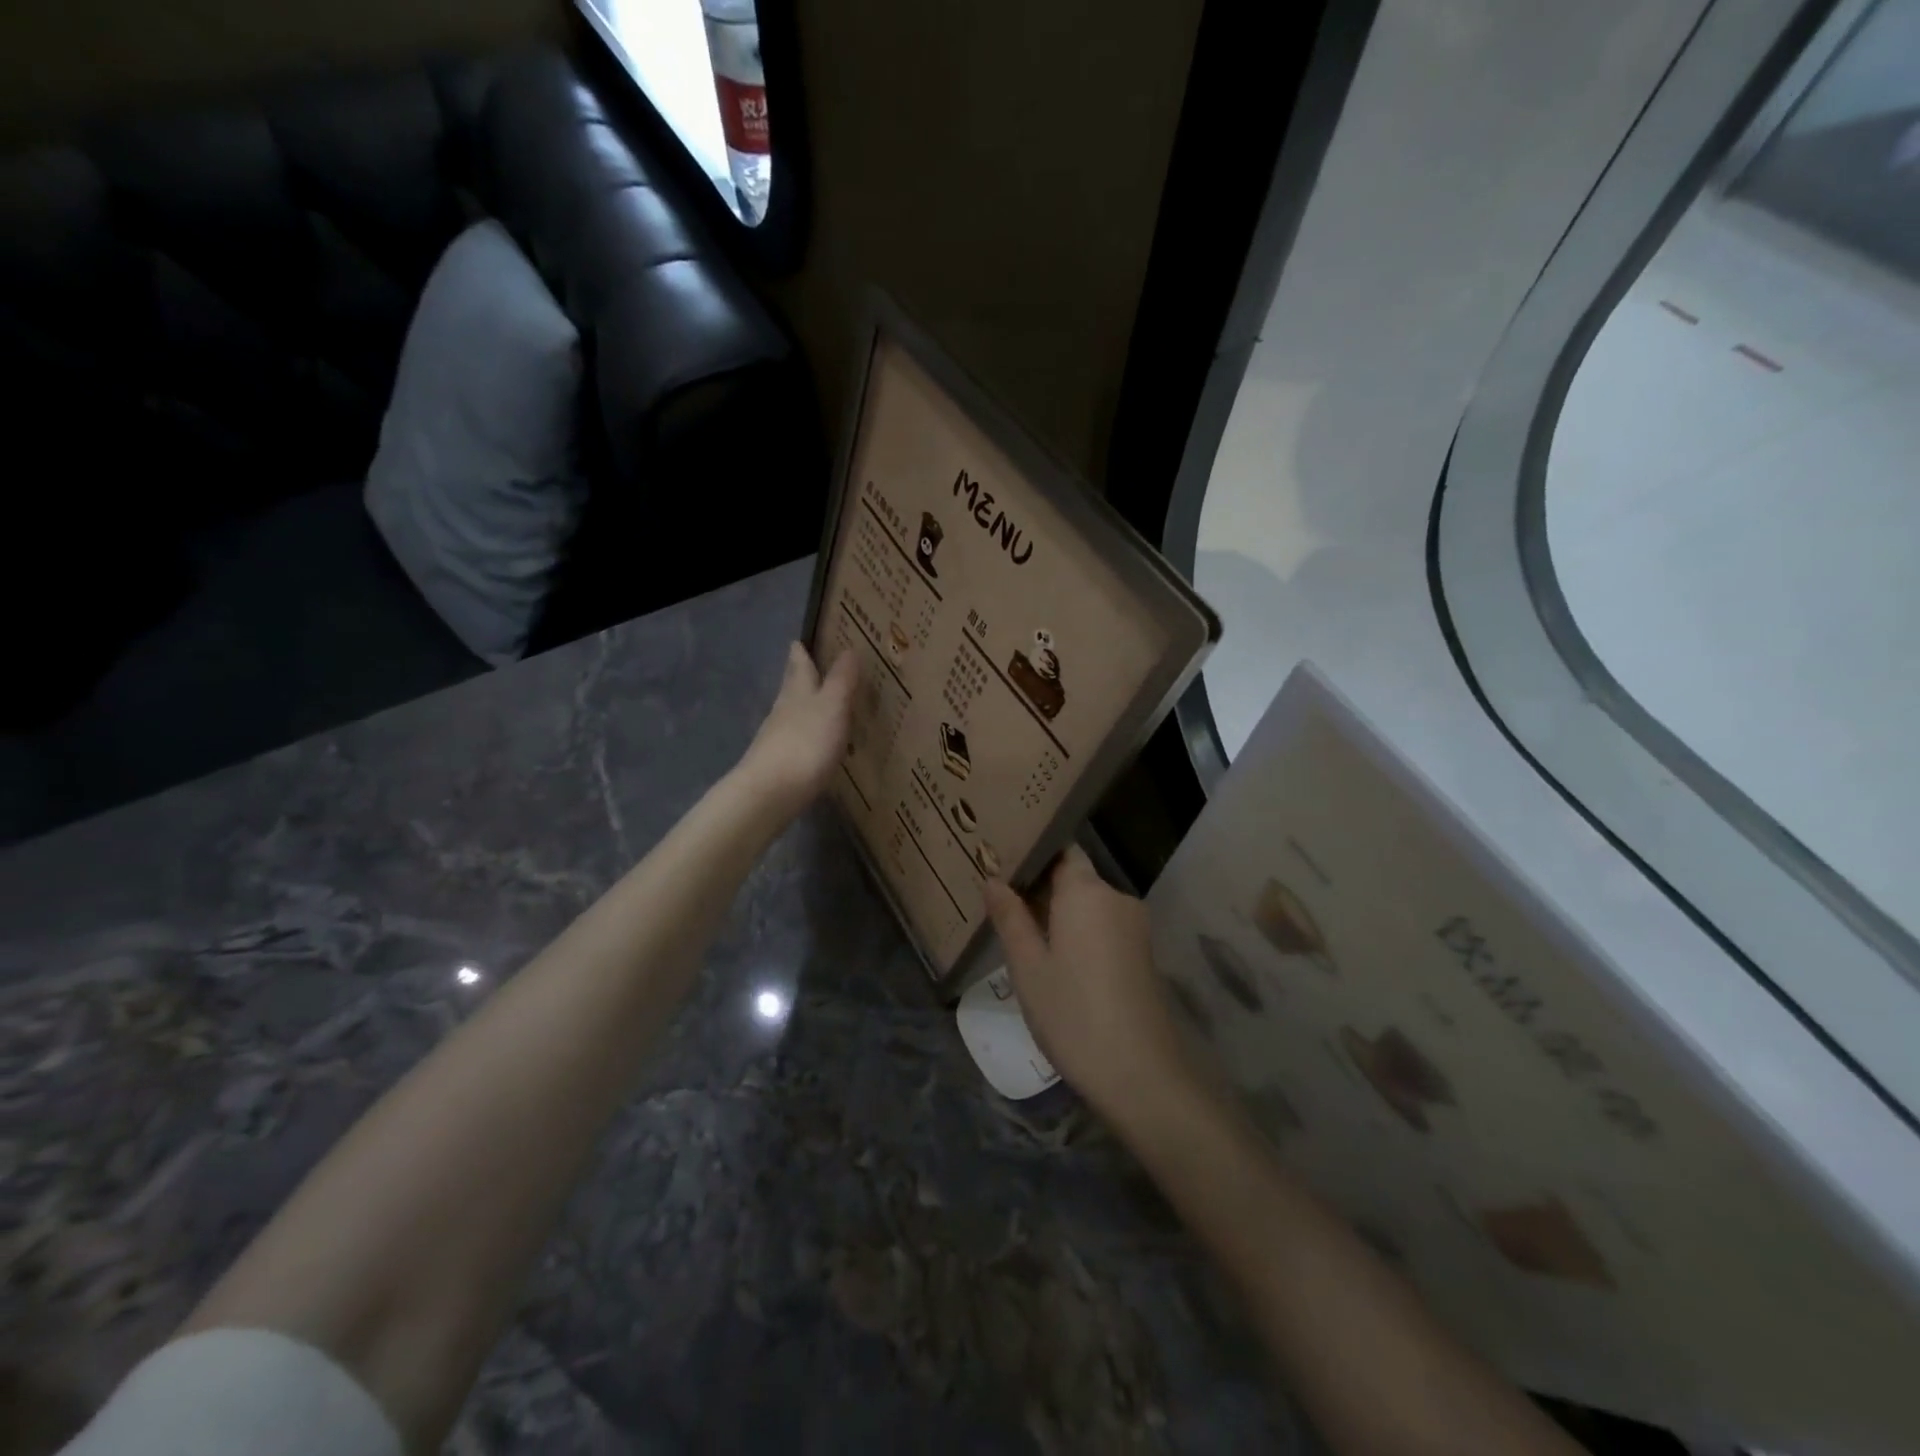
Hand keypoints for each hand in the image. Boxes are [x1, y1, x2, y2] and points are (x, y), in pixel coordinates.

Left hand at [736, 643, 859, 820]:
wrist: (770, 793)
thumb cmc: (806, 743)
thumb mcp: (832, 707)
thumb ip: (841, 680)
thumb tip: (848, 649)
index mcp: (797, 692)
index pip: (799, 665)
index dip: (800, 653)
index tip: (798, 641)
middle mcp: (783, 710)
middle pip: (791, 687)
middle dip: (799, 676)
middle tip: (805, 663)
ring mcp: (778, 738)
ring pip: (791, 713)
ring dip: (802, 705)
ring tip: (817, 703)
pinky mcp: (779, 764)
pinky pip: (795, 740)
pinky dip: (805, 734)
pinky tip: (813, 742)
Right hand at [982, 846, 1196, 1125]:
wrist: (1141, 1076)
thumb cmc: (1073, 1015)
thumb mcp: (1028, 967)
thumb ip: (1010, 918)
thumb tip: (994, 880)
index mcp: (1086, 891)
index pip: (1060, 849)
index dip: (1032, 852)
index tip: (1000, 860)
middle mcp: (1116, 898)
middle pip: (1074, 877)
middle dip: (1039, 886)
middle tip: (998, 899)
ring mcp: (1134, 926)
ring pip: (1088, 905)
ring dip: (1057, 913)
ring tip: (1018, 929)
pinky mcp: (1141, 953)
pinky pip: (1102, 927)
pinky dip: (1077, 932)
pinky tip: (1053, 957)